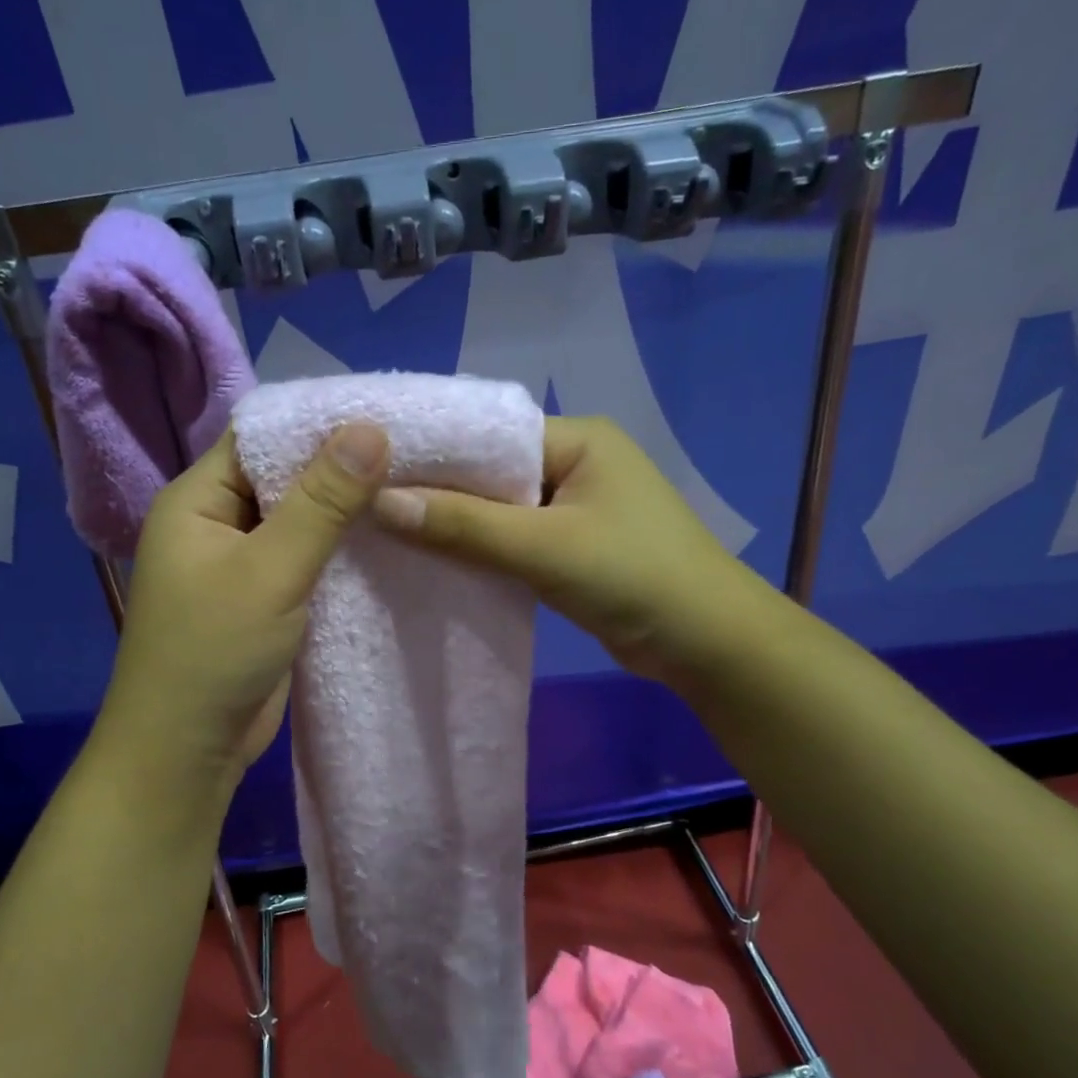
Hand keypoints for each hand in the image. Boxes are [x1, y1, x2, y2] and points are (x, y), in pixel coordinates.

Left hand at [93, 422, 390, 796]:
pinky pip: (306, 560)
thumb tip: (370, 428)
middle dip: (340, 467)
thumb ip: (321, 502)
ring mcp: (241, 563)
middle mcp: (216, 522)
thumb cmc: (214, 652)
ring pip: (299, 520)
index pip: (260, 437)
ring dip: (345, 512)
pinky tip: (388, 543)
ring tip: (411, 488)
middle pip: (283, 476)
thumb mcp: (270, 570)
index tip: (384, 415)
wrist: (188, 750)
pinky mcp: (265, 599)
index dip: (318, 423)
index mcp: (197, 499)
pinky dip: (340, 552)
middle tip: (412, 452)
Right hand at [372, 415, 746, 692]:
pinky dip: (481, 550)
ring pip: (499, 510)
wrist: (707, 643)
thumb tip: (379, 502)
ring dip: (458, 525)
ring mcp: (575, 507)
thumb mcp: (545, 548)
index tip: (372, 470)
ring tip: (389, 533)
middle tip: (370, 506)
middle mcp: (575, 463)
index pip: (489, 434)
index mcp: (578, 439)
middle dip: (440, 492)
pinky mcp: (572, 547)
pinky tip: (436, 561)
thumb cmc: (634, 577)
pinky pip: (514, 539)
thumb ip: (464, 525)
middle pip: (491, 472)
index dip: (434, 453)